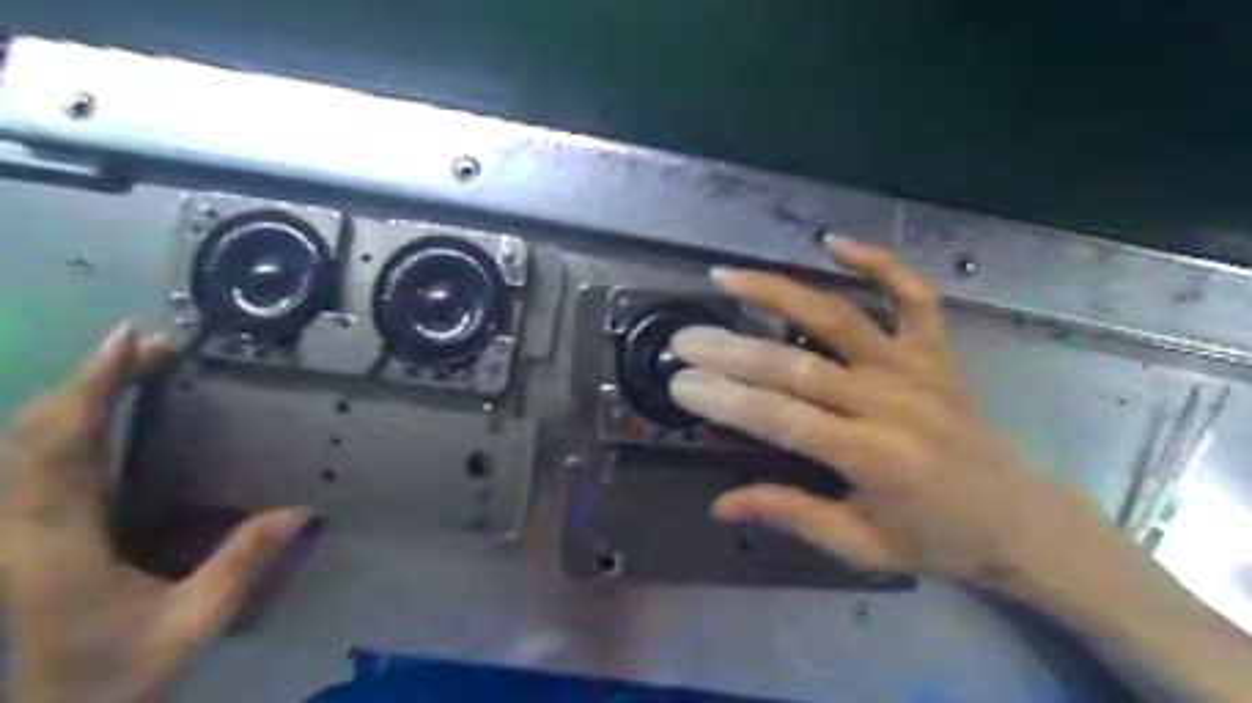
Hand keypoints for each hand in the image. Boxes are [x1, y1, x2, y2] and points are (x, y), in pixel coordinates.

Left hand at [0, 325, 310, 702]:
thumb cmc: (117, 675)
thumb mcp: (194, 622)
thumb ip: (244, 562)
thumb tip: (303, 508)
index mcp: (60, 542)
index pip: (64, 445)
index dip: (93, 386)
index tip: (131, 341)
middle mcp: (26, 526)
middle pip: (35, 433)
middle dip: (87, 378)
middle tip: (147, 345)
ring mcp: (20, 530)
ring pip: (26, 444)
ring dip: (74, 395)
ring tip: (130, 366)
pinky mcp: (29, 535)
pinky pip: (36, 463)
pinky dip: (67, 424)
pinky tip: (102, 415)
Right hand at [670, 238, 1120, 595]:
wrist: (1018, 520)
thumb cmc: (935, 539)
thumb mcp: (858, 545)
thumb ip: (790, 514)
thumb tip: (719, 503)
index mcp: (873, 457)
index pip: (782, 420)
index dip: (727, 399)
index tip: (681, 383)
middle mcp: (892, 403)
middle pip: (797, 366)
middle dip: (732, 351)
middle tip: (684, 339)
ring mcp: (917, 369)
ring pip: (839, 317)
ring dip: (779, 291)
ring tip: (727, 275)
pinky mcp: (937, 352)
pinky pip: (912, 296)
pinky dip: (878, 263)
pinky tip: (832, 242)